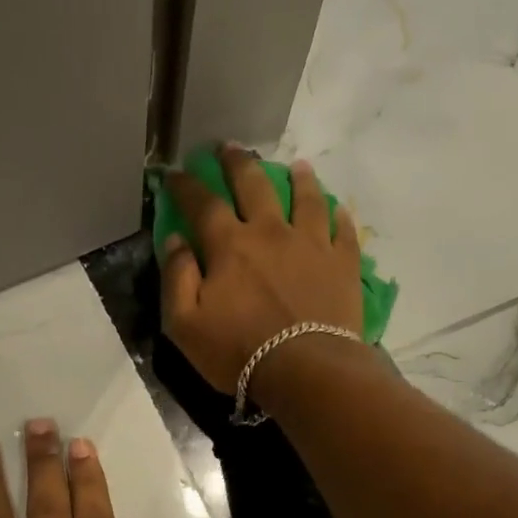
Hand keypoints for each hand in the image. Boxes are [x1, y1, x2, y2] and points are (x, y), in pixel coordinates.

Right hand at [162, 145, 364, 394]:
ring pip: (306, 199)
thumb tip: (174, 241)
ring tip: (298, 166)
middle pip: (254, 185)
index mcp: (229, 245)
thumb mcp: (185, 325)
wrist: (307, 370)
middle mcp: (271, 232)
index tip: (176, 174)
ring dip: (299, 179)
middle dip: (238, 163)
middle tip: (230, 148)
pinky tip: (339, 211)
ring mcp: (312, 244)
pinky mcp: (343, 263)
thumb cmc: (239, 352)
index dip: (186, 186)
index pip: (202, 204)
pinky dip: (339, 217)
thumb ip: (177, 278)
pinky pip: (343, 231)